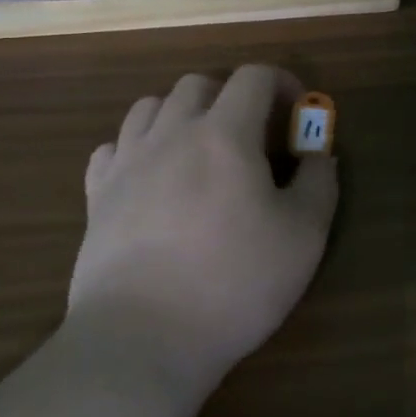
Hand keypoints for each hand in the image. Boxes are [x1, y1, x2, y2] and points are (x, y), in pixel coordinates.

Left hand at [70, 65, 337, 386]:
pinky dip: (136, 148)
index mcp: (225, 134)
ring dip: (181, 114)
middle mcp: (171, 134)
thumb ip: (319, 183)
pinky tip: (151, 177)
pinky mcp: (96, 196)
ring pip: (150, 106)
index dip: (282, 82)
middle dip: (231, 95)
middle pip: (198, 83)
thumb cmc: (234, 283)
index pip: (253, 76)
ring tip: (199, 150)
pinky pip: (112, 148)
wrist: (141, 340)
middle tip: (251, 135)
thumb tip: (319, 155)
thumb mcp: (304, 237)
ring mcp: (127, 163)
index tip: (297, 112)